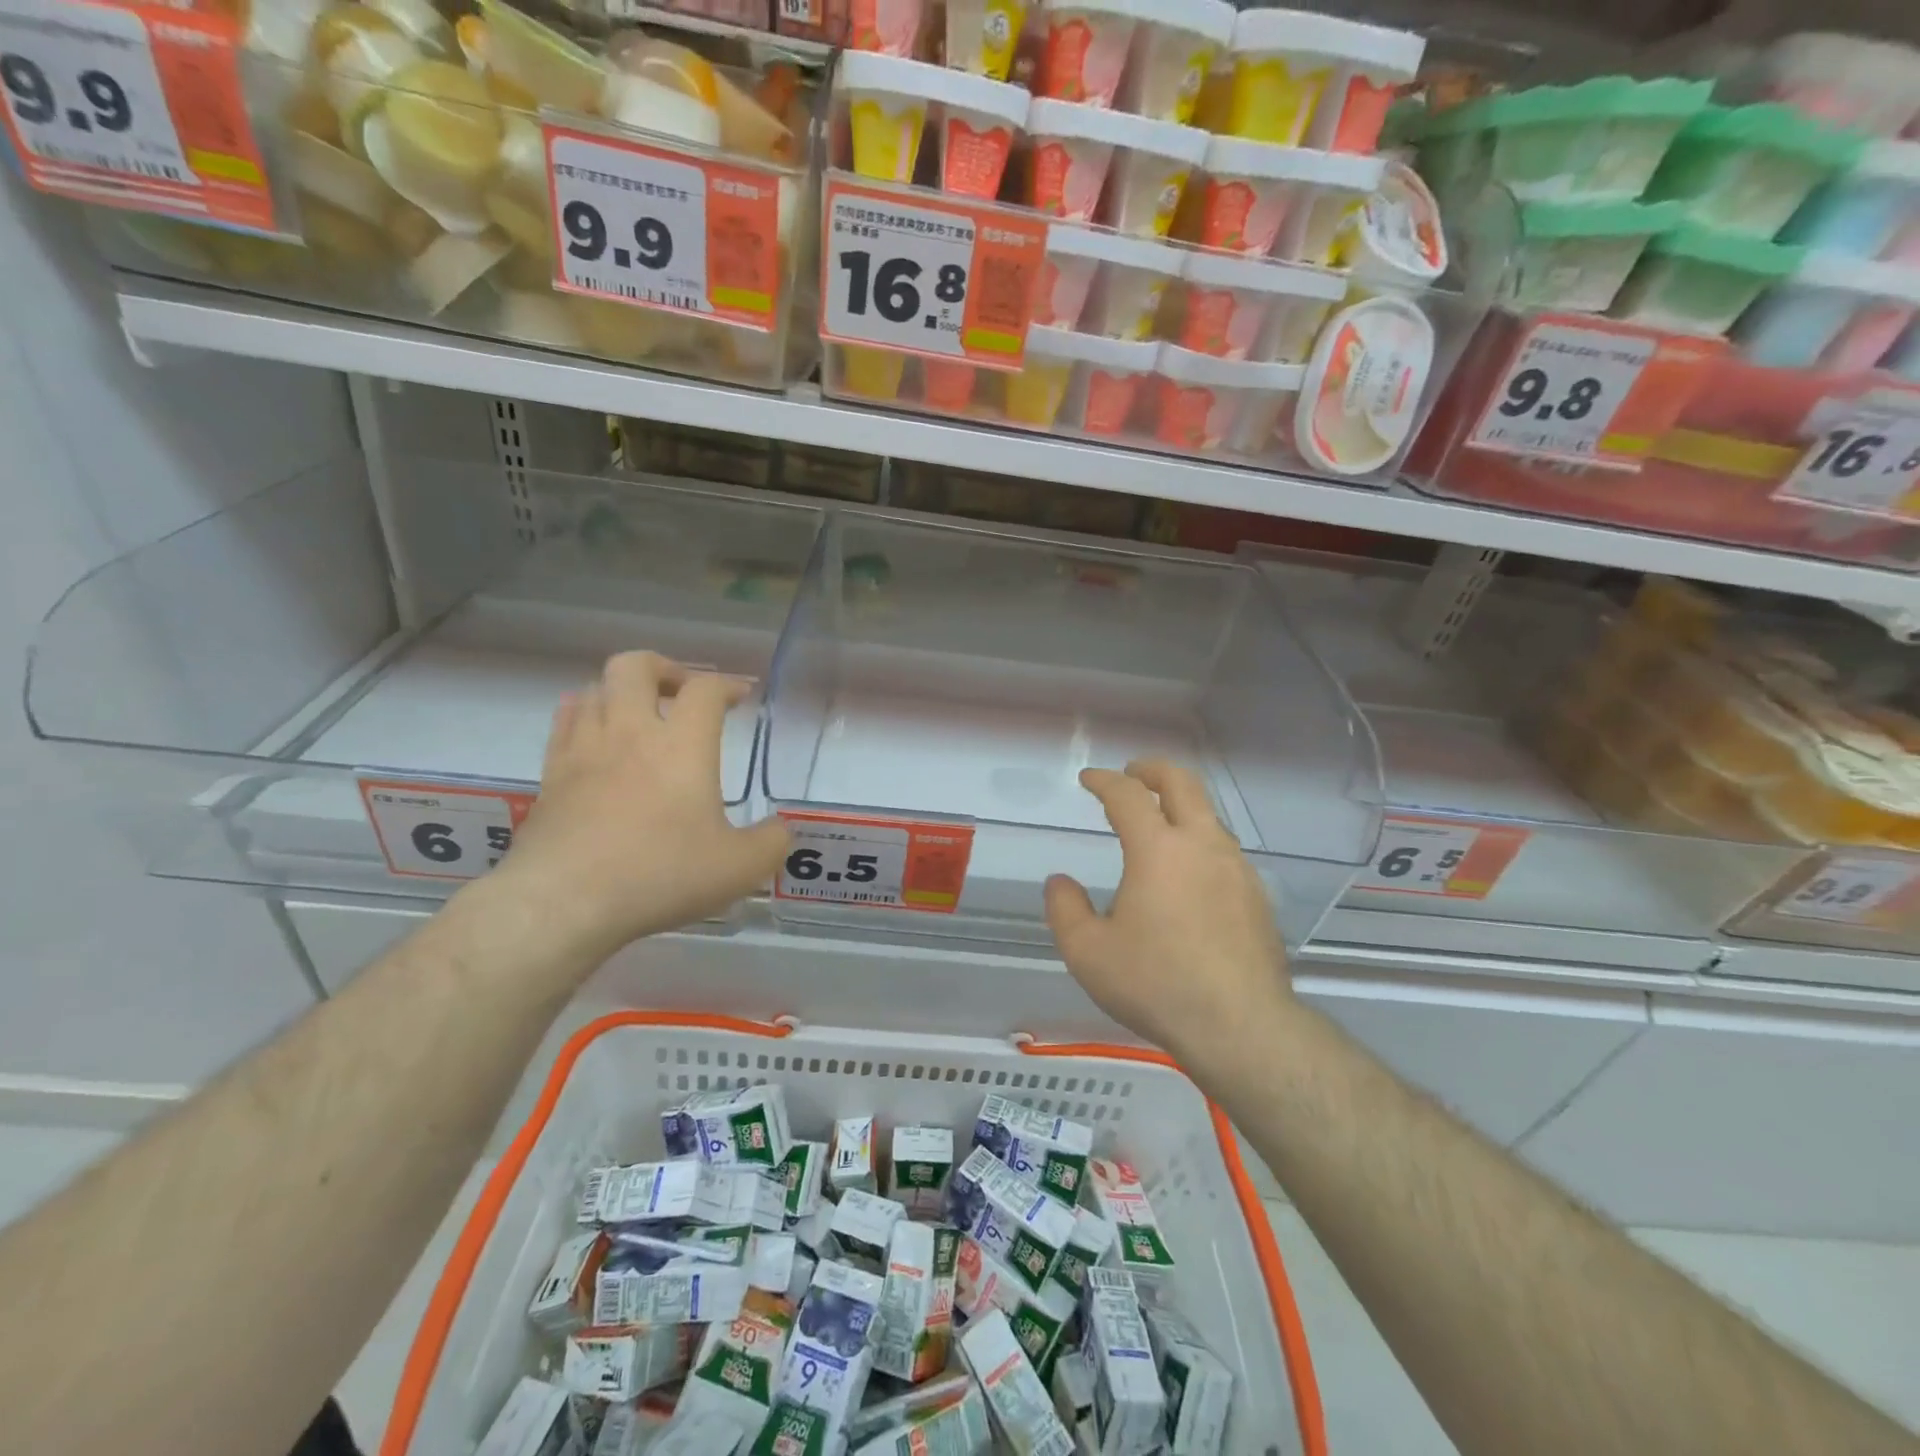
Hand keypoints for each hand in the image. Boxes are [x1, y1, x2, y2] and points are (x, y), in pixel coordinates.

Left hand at [496, 652, 788, 956]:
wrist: (565, 900)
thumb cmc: (660, 874)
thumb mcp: (738, 868)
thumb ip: (770, 843)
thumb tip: (779, 830)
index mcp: (682, 744)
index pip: (705, 689)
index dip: (727, 685)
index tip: (740, 697)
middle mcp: (630, 732)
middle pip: (636, 666)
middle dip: (664, 668)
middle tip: (683, 692)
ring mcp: (584, 749)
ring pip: (595, 688)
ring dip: (622, 691)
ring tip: (640, 715)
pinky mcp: (550, 774)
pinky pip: (565, 721)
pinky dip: (585, 714)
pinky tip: (596, 735)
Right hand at [1044, 760, 1292, 1064]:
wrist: (1241, 1027)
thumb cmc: (1156, 984)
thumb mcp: (1088, 952)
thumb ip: (1065, 909)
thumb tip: (1060, 882)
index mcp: (1158, 849)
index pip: (1128, 795)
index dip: (1104, 780)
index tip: (1088, 779)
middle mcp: (1202, 845)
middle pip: (1182, 783)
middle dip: (1153, 769)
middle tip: (1132, 773)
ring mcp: (1236, 869)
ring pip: (1209, 815)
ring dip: (1181, 806)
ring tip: (1159, 825)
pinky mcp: (1257, 896)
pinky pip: (1224, 850)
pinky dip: (1200, 841)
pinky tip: (1189, 874)